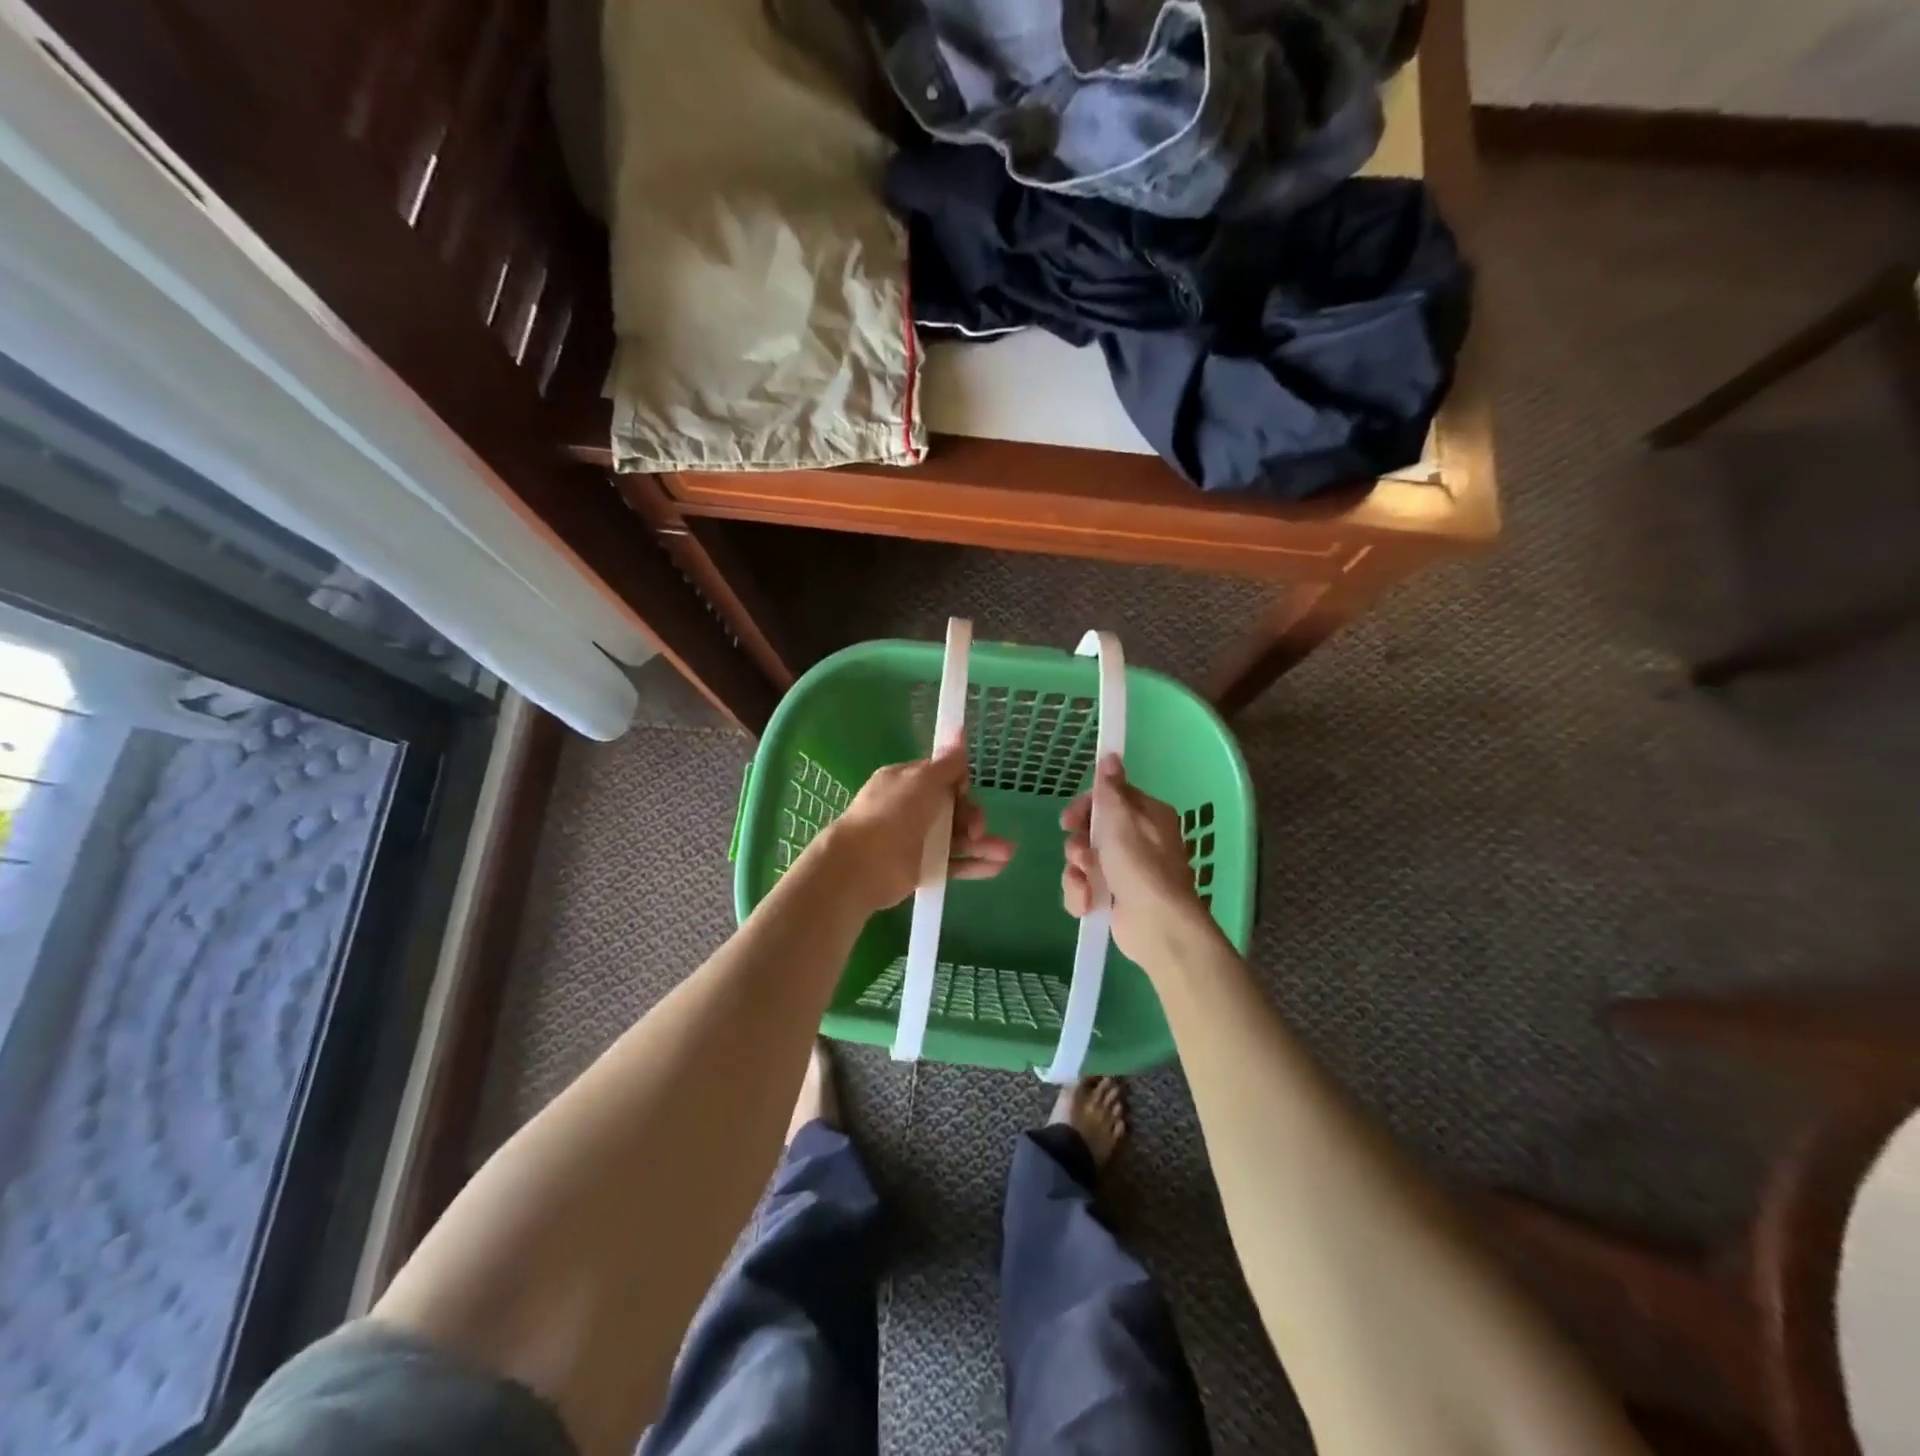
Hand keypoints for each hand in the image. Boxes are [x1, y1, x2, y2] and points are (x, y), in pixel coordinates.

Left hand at [813, 747, 1013, 912]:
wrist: (864, 864)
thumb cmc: (893, 813)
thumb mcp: (923, 780)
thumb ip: (947, 763)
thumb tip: (960, 730)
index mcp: (905, 781)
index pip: (941, 777)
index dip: (959, 783)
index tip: (966, 791)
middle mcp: (910, 808)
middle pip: (953, 808)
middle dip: (973, 815)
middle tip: (977, 828)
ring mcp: (916, 839)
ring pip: (956, 837)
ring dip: (982, 842)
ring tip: (1007, 853)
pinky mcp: (921, 867)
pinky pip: (953, 862)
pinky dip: (974, 864)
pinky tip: (997, 867)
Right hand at [1061, 755, 1213, 969]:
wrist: (1156, 925)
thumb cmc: (1140, 865)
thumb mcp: (1120, 820)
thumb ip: (1110, 788)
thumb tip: (1111, 755)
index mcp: (1146, 816)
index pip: (1108, 799)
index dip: (1085, 807)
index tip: (1069, 819)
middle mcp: (1137, 841)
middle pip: (1091, 831)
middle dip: (1078, 844)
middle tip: (1080, 854)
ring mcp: (1125, 872)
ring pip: (1083, 861)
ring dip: (1077, 872)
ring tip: (1086, 883)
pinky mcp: (1114, 898)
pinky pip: (1084, 887)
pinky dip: (1082, 895)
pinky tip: (1088, 903)